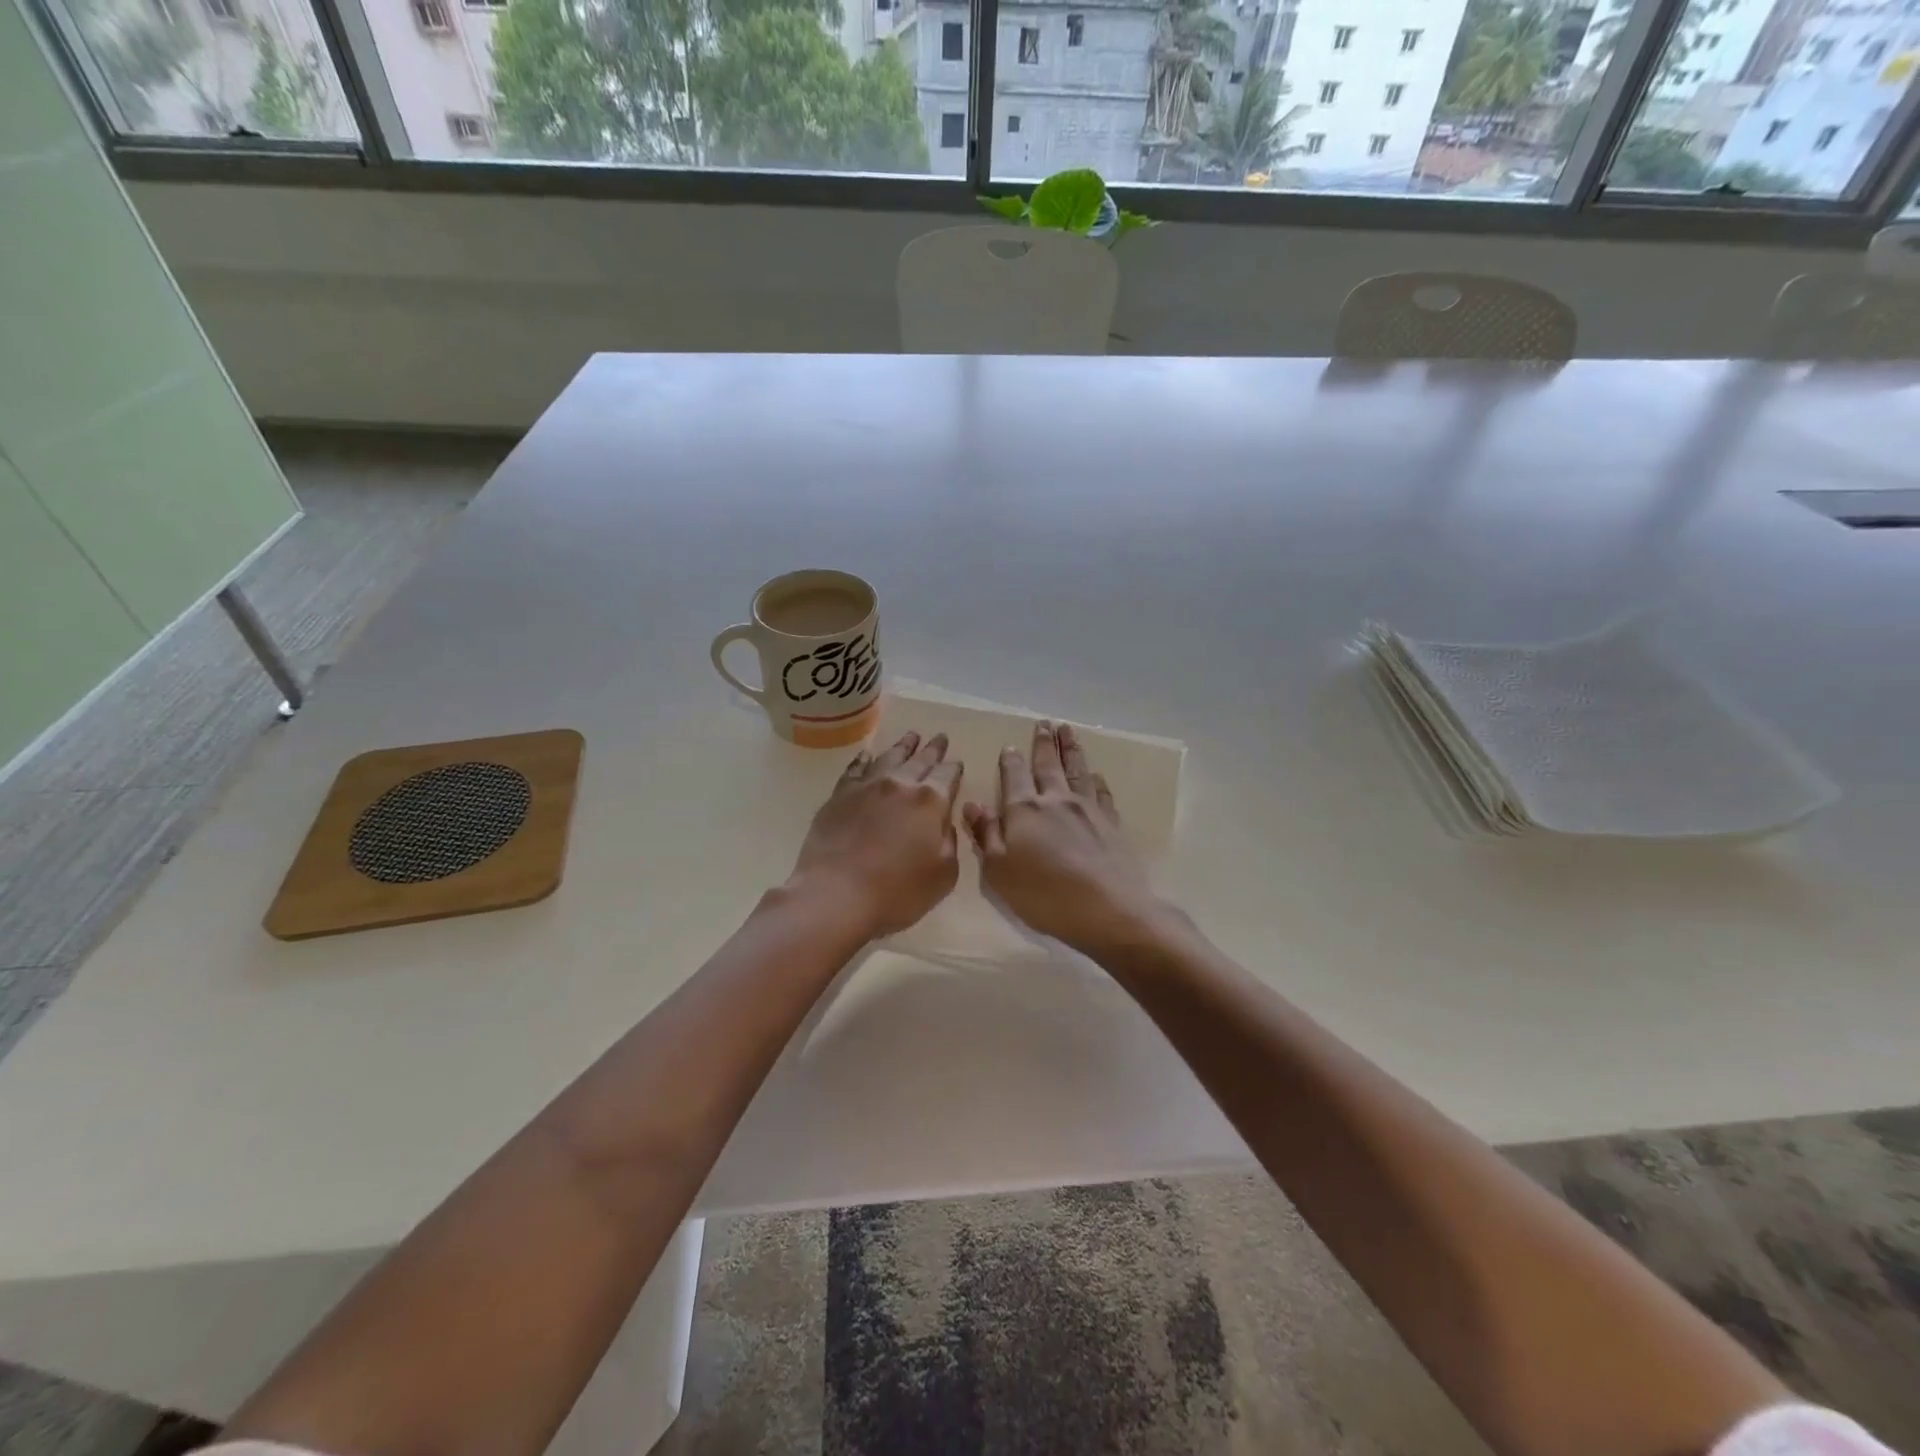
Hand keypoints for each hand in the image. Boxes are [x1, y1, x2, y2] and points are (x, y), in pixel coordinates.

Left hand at [789, 731, 962, 938]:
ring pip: (889, 757)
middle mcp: (899, 784)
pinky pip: (855, 769)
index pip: (947, 775)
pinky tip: (867, 755)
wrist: (835, 894)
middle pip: (920, 760)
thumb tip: (943, 823)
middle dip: (933, 749)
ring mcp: (866, 786)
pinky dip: (864, 760)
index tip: (956, 763)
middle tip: (940, 737)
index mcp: (930, 801)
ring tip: (911, 736)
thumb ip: (949, 843)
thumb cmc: (897, 892)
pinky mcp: (839, 796)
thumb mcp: (943, 875)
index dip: (954, 768)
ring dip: (903, 746)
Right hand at [962, 722, 1170, 954]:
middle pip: (1048, 764)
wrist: (1107, 908)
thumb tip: (972, 804)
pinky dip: (1097, 780)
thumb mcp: (1000, 870)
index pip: (1014, 776)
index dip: (1011, 760)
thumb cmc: (1044, 894)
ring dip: (1071, 748)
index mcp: (1024, 810)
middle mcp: (1056, 800)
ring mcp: (1087, 809)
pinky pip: (1102, 792)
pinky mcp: (1111, 823)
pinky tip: (1096, 774)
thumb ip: (986, 834)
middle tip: (1044, 723)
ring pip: (1077, 770)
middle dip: (1044, 743)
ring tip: (1067, 730)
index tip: (1010, 745)